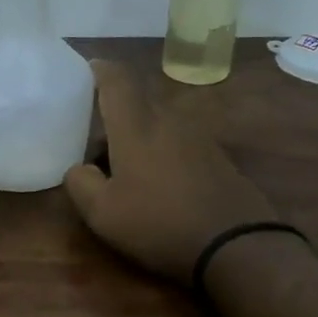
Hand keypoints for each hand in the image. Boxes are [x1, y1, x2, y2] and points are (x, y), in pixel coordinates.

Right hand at [64, 59, 282, 285]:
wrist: (238, 246)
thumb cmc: (160, 223)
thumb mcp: (103, 213)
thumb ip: (80, 183)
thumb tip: (78, 168)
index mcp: (136, 126)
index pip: (117, 79)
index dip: (99, 69)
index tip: (85, 71)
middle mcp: (169, 121)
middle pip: (137, 102)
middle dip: (113, 114)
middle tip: (93, 141)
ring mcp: (199, 138)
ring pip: (158, 124)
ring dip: (137, 137)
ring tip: (123, 169)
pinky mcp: (218, 158)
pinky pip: (178, 142)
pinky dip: (161, 153)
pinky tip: (157, 185)